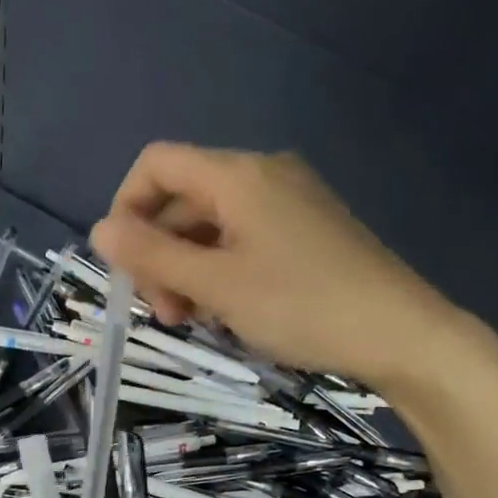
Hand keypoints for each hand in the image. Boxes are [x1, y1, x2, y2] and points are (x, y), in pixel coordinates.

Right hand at [89, 143, 471, 392]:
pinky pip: (243, 241)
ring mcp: (288, 202)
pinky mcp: (306, 231)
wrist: (398, 332)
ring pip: (211, 227)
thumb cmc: (300, 306)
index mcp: (237, 175)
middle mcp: (262, 175)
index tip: (124, 267)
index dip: (126, 209)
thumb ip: (153, 256)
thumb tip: (99, 230)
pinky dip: (220, 273)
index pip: (156, 165)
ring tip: (195, 321)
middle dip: (159, 255)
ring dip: (187, 271)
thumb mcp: (217, 285)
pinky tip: (228, 312)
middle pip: (182, 200)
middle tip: (165, 314)